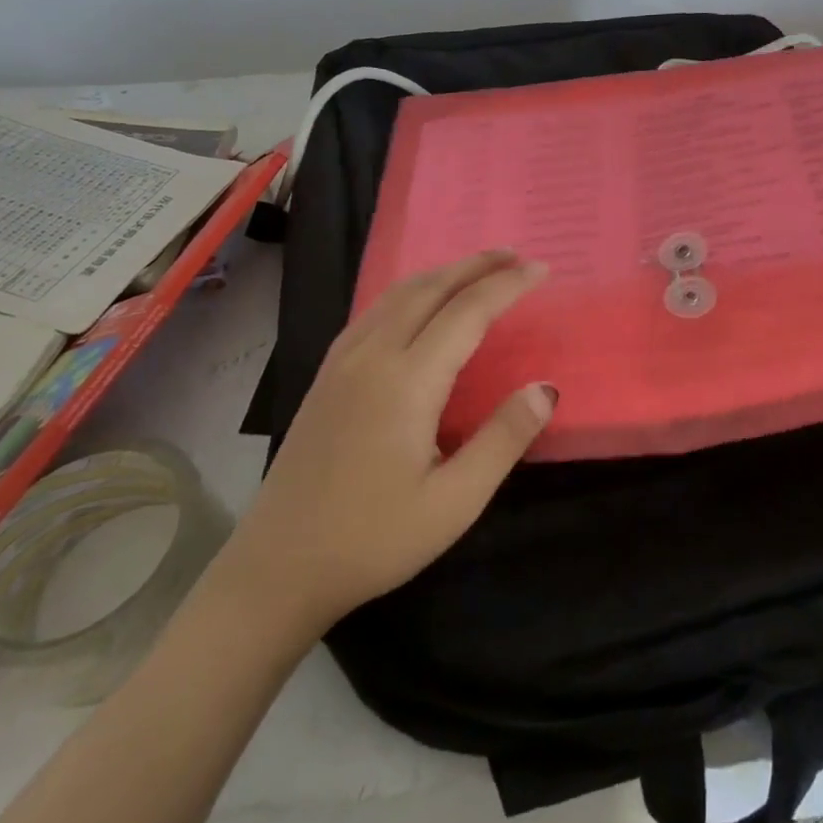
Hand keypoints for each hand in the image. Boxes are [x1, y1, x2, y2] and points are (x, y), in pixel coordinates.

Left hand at [220, 249, 555, 630]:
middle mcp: (371, 357)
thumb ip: (503, 439)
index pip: (467, 312)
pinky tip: (418, 305)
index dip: (507, 285)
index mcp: (406, 382)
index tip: (542, 269)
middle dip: (475, 265)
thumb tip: (545, 388)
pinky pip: (373, 312)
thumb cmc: (372, 540)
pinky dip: (409, 292)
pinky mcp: (325, 377)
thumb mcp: (454, 502)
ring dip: (441, 273)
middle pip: (429, 289)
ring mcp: (341, 363)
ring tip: (476, 270)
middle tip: (516, 255)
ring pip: (396, 295)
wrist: (277, 568)